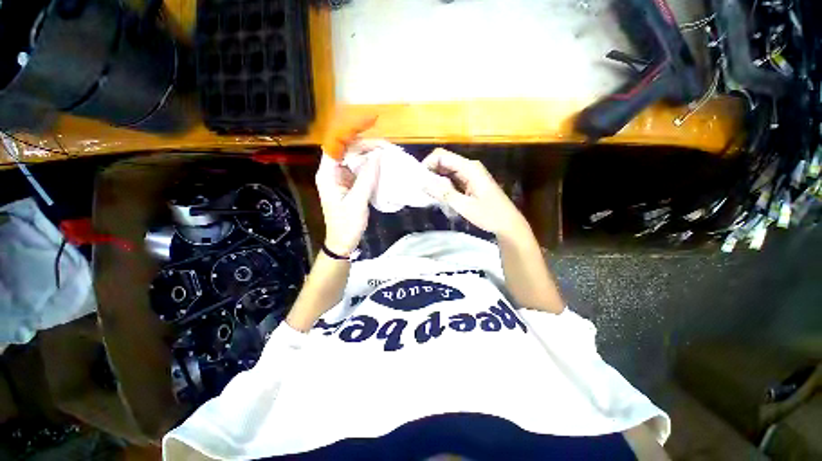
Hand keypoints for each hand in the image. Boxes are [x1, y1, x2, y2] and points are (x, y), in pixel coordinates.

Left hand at [317, 114, 380, 255]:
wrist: (342, 242)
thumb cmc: (347, 225)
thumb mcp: (357, 202)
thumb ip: (367, 178)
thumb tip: (377, 155)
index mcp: (328, 173)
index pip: (337, 142)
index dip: (353, 128)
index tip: (372, 120)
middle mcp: (332, 171)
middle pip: (347, 147)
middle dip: (366, 142)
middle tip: (387, 146)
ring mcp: (340, 177)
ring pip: (354, 156)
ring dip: (370, 153)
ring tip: (387, 153)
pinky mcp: (348, 183)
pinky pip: (358, 167)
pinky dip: (370, 164)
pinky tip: (381, 164)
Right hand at [422, 148, 526, 237]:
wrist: (508, 223)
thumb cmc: (489, 215)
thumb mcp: (464, 206)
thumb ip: (444, 193)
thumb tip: (423, 183)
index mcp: (469, 168)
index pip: (442, 155)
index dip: (427, 164)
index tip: (419, 180)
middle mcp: (469, 166)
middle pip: (443, 161)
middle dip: (430, 172)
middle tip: (421, 189)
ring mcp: (470, 174)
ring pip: (446, 170)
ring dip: (435, 179)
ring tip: (427, 193)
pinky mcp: (469, 182)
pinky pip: (452, 178)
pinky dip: (443, 185)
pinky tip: (438, 195)